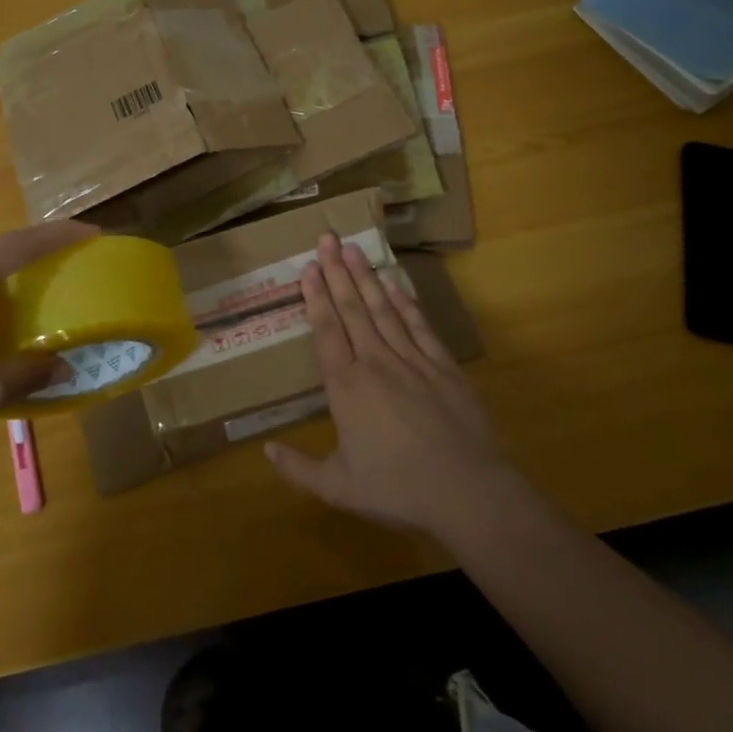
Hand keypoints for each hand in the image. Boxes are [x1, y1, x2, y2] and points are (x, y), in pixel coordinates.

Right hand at [265, 233, 534, 541]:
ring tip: (353, 248)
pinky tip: (395, 283)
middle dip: (337, 271)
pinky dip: (405, 302)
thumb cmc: (398, 490)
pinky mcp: (443, 366)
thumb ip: (298, 469)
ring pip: (383, 309)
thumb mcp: (338, 489)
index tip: (308, 267)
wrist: (468, 493)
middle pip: (352, 309)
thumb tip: (264, 450)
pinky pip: (419, 326)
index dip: (315, 297)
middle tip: (326, 238)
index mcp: (346, 387)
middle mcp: (375, 362)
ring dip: (366, 277)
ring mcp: (412, 360)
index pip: (326, 331)